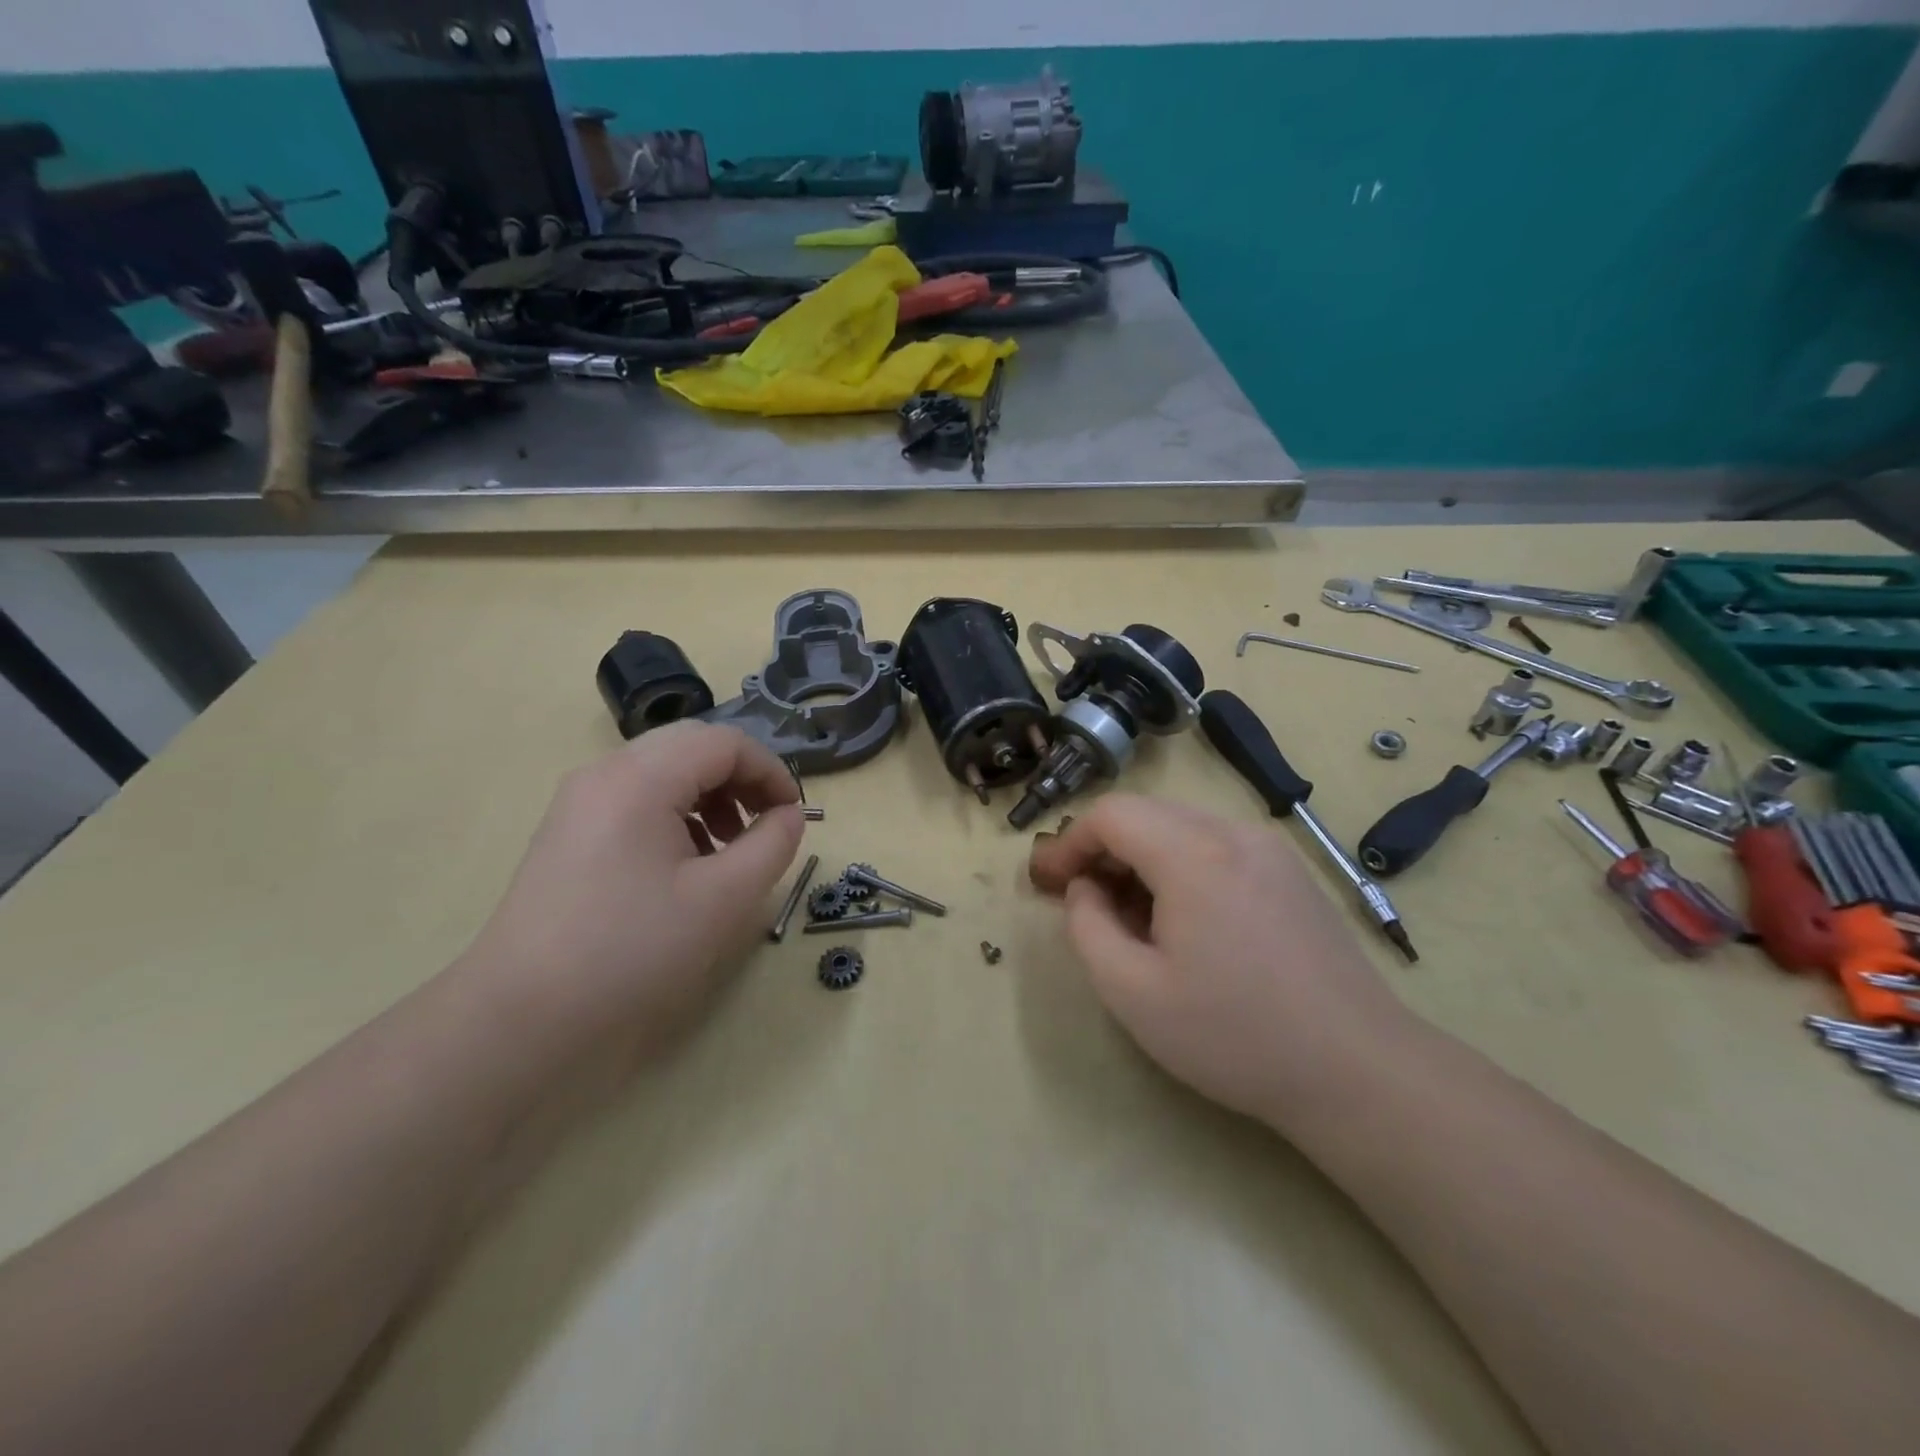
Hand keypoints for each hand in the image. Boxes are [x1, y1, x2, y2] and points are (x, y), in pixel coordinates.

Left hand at [462, 722, 803, 1043]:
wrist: (521, 1017)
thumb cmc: (632, 950)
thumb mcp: (723, 898)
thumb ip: (772, 845)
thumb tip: (789, 815)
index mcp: (641, 778)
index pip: (724, 742)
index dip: (771, 771)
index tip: (794, 816)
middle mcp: (605, 774)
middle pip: (693, 747)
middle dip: (741, 779)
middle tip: (764, 825)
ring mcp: (580, 802)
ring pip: (664, 770)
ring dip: (710, 795)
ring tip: (728, 848)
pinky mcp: (569, 832)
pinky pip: (637, 798)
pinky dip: (677, 813)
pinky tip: (685, 864)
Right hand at [1028, 795, 1411, 1127]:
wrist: (1359, 1071)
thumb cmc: (1234, 1034)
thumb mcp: (1132, 992)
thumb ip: (1087, 927)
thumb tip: (1084, 889)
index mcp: (1193, 854)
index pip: (1111, 815)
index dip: (1069, 843)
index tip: (1047, 883)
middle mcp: (1233, 834)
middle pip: (1146, 815)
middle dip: (1102, 850)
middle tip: (1079, 900)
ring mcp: (1269, 850)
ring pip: (1180, 829)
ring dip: (1140, 860)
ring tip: (1129, 919)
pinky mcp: (1290, 873)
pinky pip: (1216, 848)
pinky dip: (1179, 868)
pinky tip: (1181, 922)